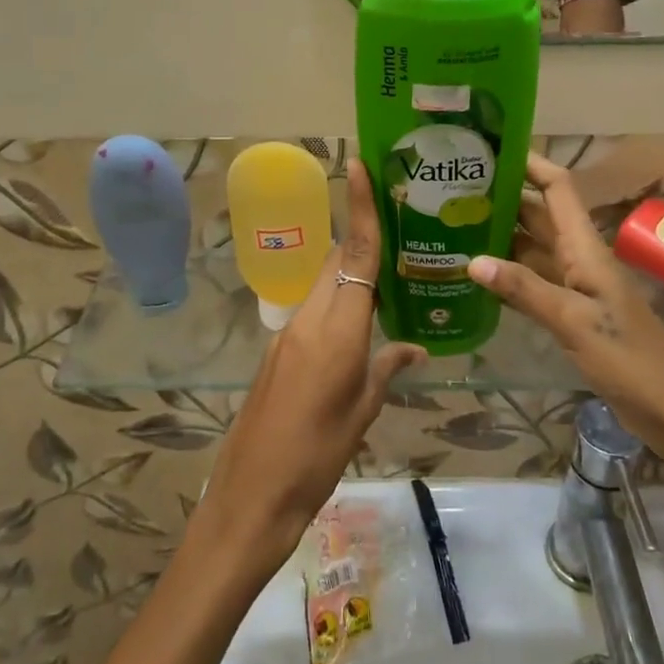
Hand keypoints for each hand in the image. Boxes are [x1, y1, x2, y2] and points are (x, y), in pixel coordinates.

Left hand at [196, 162, 423, 576]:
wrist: (250, 496)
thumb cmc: (316, 458)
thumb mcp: (363, 413)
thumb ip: (387, 369)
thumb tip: (414, 347)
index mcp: (336, 331)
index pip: (356, 256)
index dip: (360, 209)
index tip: (358, 166)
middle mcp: (308, 320)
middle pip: (336, 261)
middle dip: (361, 237)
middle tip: (398, 227)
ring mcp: (287, 334)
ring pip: (322, 284)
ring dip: (349, 272)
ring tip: (387, 275)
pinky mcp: (277, 351)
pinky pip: (311, 310)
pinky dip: (335, 302)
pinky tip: (356, 325)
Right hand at [466, 154, 663, 462]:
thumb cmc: (629, 359)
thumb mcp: (574, 322)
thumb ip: (524, 290)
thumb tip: (472, 260)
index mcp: (585, 248)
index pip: (558, 188)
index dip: (530, 164)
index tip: (491, 150)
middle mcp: (578, 258)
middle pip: (538, 215)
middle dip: (503, 198)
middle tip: (453, 190)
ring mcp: (575, 286)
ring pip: (532, 249)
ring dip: (500, 236)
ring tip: (454, 226)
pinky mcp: (571, 313)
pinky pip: (532, 283)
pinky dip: (506, 276)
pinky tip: (476, 278)